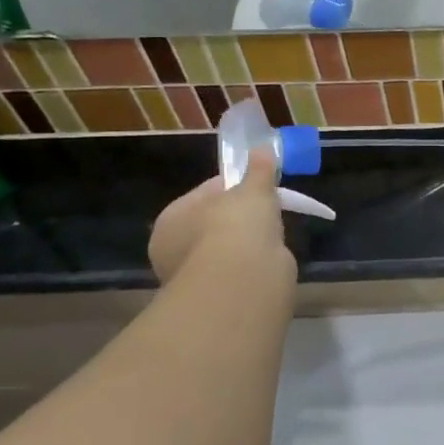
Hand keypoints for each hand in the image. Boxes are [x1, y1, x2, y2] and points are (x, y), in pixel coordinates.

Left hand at [149, 151, 295, 291]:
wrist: (242, 279)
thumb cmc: (238, 225)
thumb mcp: (253, 189)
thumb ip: (258, 169)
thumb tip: (262, 148)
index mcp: (172, 216)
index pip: (206, 193)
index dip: (235, 187)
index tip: (260, 186)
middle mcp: (173, 247)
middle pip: (213, 223)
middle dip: (239, 219)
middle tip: (268, 212)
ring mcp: (191, 275)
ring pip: (224, 250)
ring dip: (243, 245)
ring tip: (271, 239)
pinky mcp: (211, 296)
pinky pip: (234, 272)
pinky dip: (249, 267)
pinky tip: (265, 262)